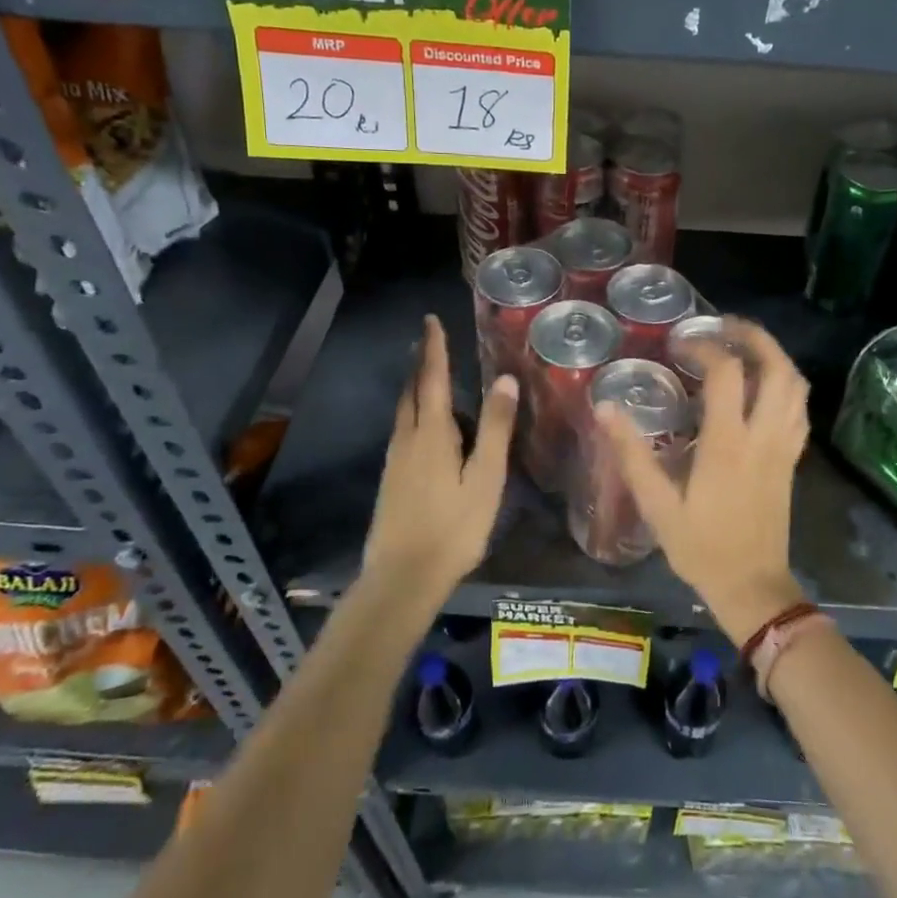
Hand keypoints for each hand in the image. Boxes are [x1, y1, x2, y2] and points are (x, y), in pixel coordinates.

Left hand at [363, 316, 518, 595]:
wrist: (402, 577)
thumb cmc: (453, 527)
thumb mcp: (485, 478)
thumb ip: (495, 428)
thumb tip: (504, 379)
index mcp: (432, 433)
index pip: (433, 378)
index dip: (435, 348)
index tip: (430, 320)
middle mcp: (408, 439)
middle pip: (413, 391)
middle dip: (422, 363)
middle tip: (429, 340)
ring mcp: (396, 460)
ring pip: (404, 411)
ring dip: (416, 386)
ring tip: (428, 374)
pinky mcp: (392, 479)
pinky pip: (404, 430)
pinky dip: (414, 412)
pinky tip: (424, 425)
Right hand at [598, 319, 809, 642]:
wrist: (752, 587)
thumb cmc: (701, 548)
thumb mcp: (657, 505)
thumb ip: (631, 455)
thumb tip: (605, 408)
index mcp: (728, 444)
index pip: (726, 373)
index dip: (704, 346)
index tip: (680, 344)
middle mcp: (763, 436)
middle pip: (776, 367)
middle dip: (753, 336)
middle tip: (724, 325)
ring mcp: (783, 446)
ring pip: (795, 385)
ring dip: (774, 356)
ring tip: (743, 346)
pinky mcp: (792, 459)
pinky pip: (799, 408)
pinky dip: (786, 384)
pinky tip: (764, 386)